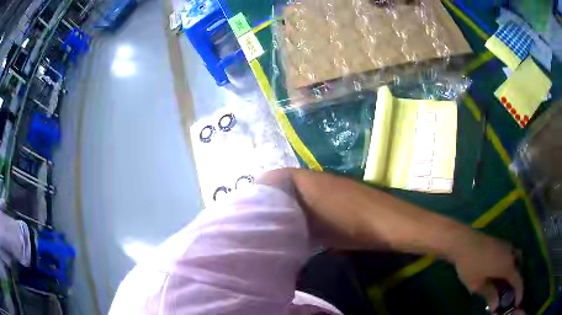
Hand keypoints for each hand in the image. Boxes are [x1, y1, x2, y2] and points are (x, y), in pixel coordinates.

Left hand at [450, 232, 523, 313]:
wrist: (464, 241)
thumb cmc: (471, 265)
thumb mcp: (478, 285)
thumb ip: (490, 295)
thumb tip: (496, 307)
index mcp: (508, 266)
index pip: (518, 281)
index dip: (519, 292)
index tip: (518, 302)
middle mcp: (511, 254)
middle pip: (518, 269)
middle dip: (515, 283)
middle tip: (507, 295)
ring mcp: (507, 246)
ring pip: (515, 261)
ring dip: (512, 273)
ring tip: (502, 286)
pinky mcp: (501, 243)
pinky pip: (509, 255)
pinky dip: (508, 265)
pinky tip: (497, 274)